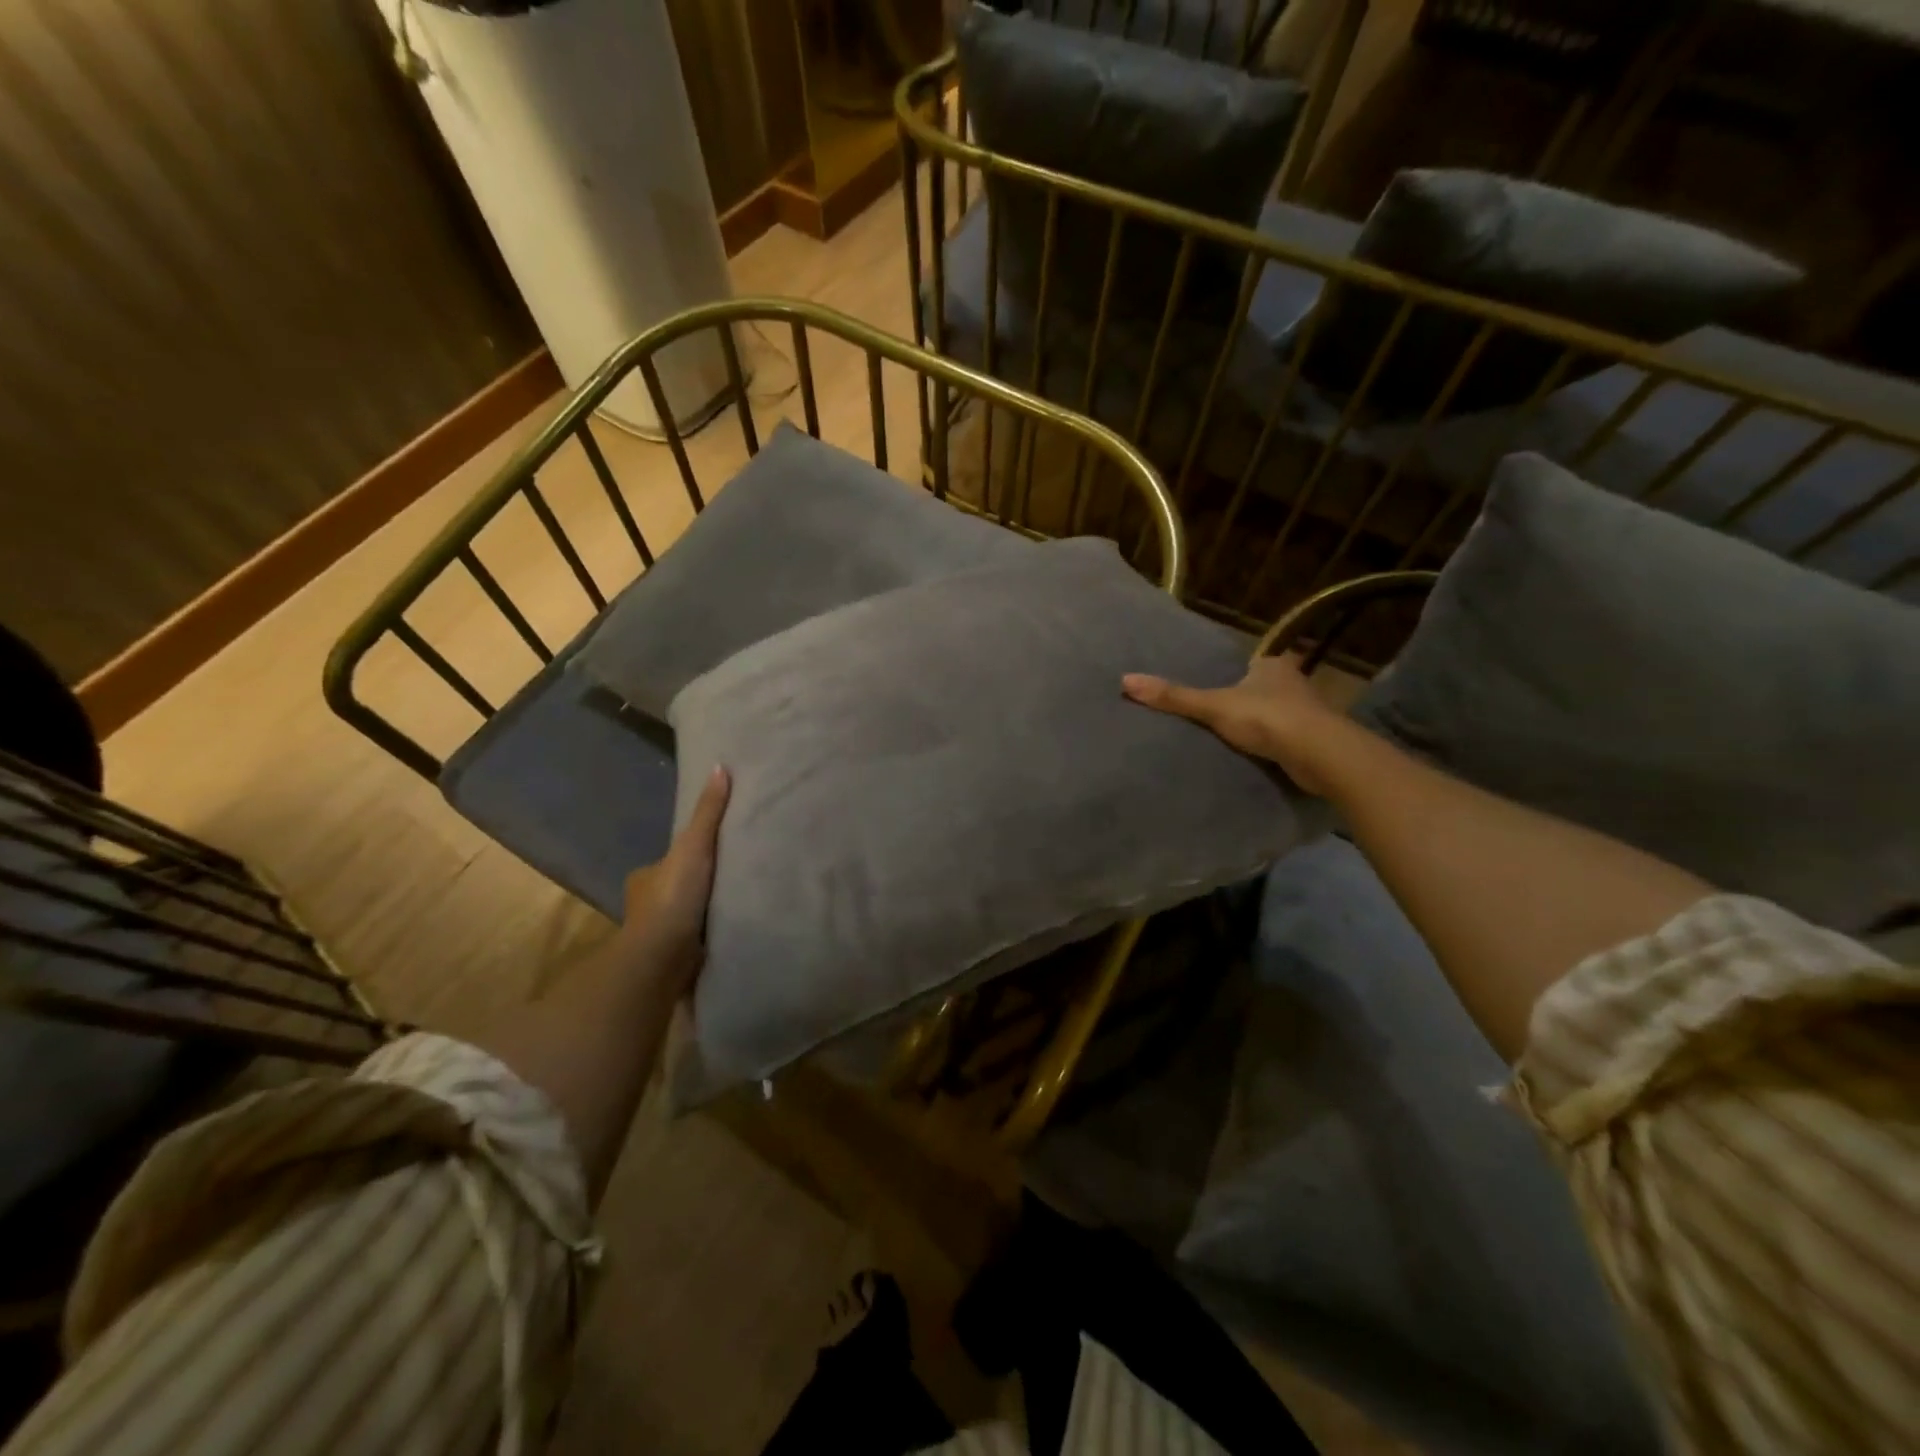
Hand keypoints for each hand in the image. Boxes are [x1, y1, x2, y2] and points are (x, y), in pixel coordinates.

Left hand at [619, 766, 729, 998]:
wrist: (661, 959)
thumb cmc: (672, 899)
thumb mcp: (693, 846)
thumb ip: (708, 813)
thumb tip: (720, 767)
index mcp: (644, 877)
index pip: (668, 860)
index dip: (687, 855)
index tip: (711, 854)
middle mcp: (644, 905)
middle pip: (676, 886)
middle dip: (696, 885)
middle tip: (730, 878)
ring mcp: (657, 934)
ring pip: (684, 915)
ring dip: (703, 912)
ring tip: (737, 903)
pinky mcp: (672, 959)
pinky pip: (693, 939)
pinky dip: (707, 935)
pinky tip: (729, 931)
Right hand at [1122, 654, 1348, 794]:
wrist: (1318, 753)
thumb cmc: (1265, 718)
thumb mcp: (1212, 706)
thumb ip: (1174, 697)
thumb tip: (1126, 680)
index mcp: (1272, 665)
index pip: (1254, 663)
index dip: (1240, 673)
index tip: (1224, 687)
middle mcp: (1295, 682)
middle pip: (1268, 687)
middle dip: (1254, 697)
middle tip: (1228, 713)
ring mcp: (1310, 712)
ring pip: (1282, 712)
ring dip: (1268, 722)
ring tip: (1242, 737)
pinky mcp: (1317, 740)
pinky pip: (1291, 737)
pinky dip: (1279, 744)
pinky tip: (1264, 755)